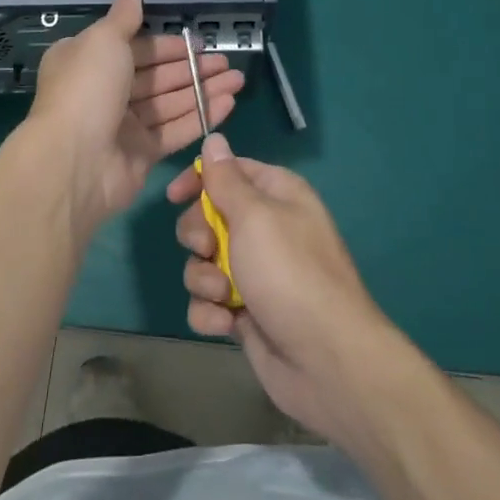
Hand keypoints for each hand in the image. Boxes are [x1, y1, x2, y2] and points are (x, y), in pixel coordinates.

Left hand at [27, 0, 244, 227]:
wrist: (74, 161)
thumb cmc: (87, 89)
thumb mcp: (104, 41)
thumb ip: (124, 16)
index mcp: (87, 61)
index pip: (134, 48)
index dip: (167, 45)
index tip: (198, 42)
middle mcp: (103, 91)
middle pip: (155, 76)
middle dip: (192, 68)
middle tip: (228, 62)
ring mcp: (122, 125)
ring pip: (169, 103)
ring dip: (203, 90)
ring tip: (238, 80)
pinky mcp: (140, 154)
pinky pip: (175, 130)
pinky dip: (201, 116)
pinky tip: (229, 104)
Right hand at [167, 134, 401, 444]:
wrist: (326, 360)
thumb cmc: (290, 273)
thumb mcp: (255, 216)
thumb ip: (226, 180)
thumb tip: (214, 138)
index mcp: (277, 195)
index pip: (230, 171)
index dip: (200, 179)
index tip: (174, 196)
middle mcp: (266, 229)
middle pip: (208, 217)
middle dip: (197, 235)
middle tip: (207, 249)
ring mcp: (255, 273)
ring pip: (203, 262)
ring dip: (203, 278)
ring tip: (223, 295)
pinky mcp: (245, 312)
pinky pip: (209, 301)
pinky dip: (210, 312)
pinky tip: (225, 323)